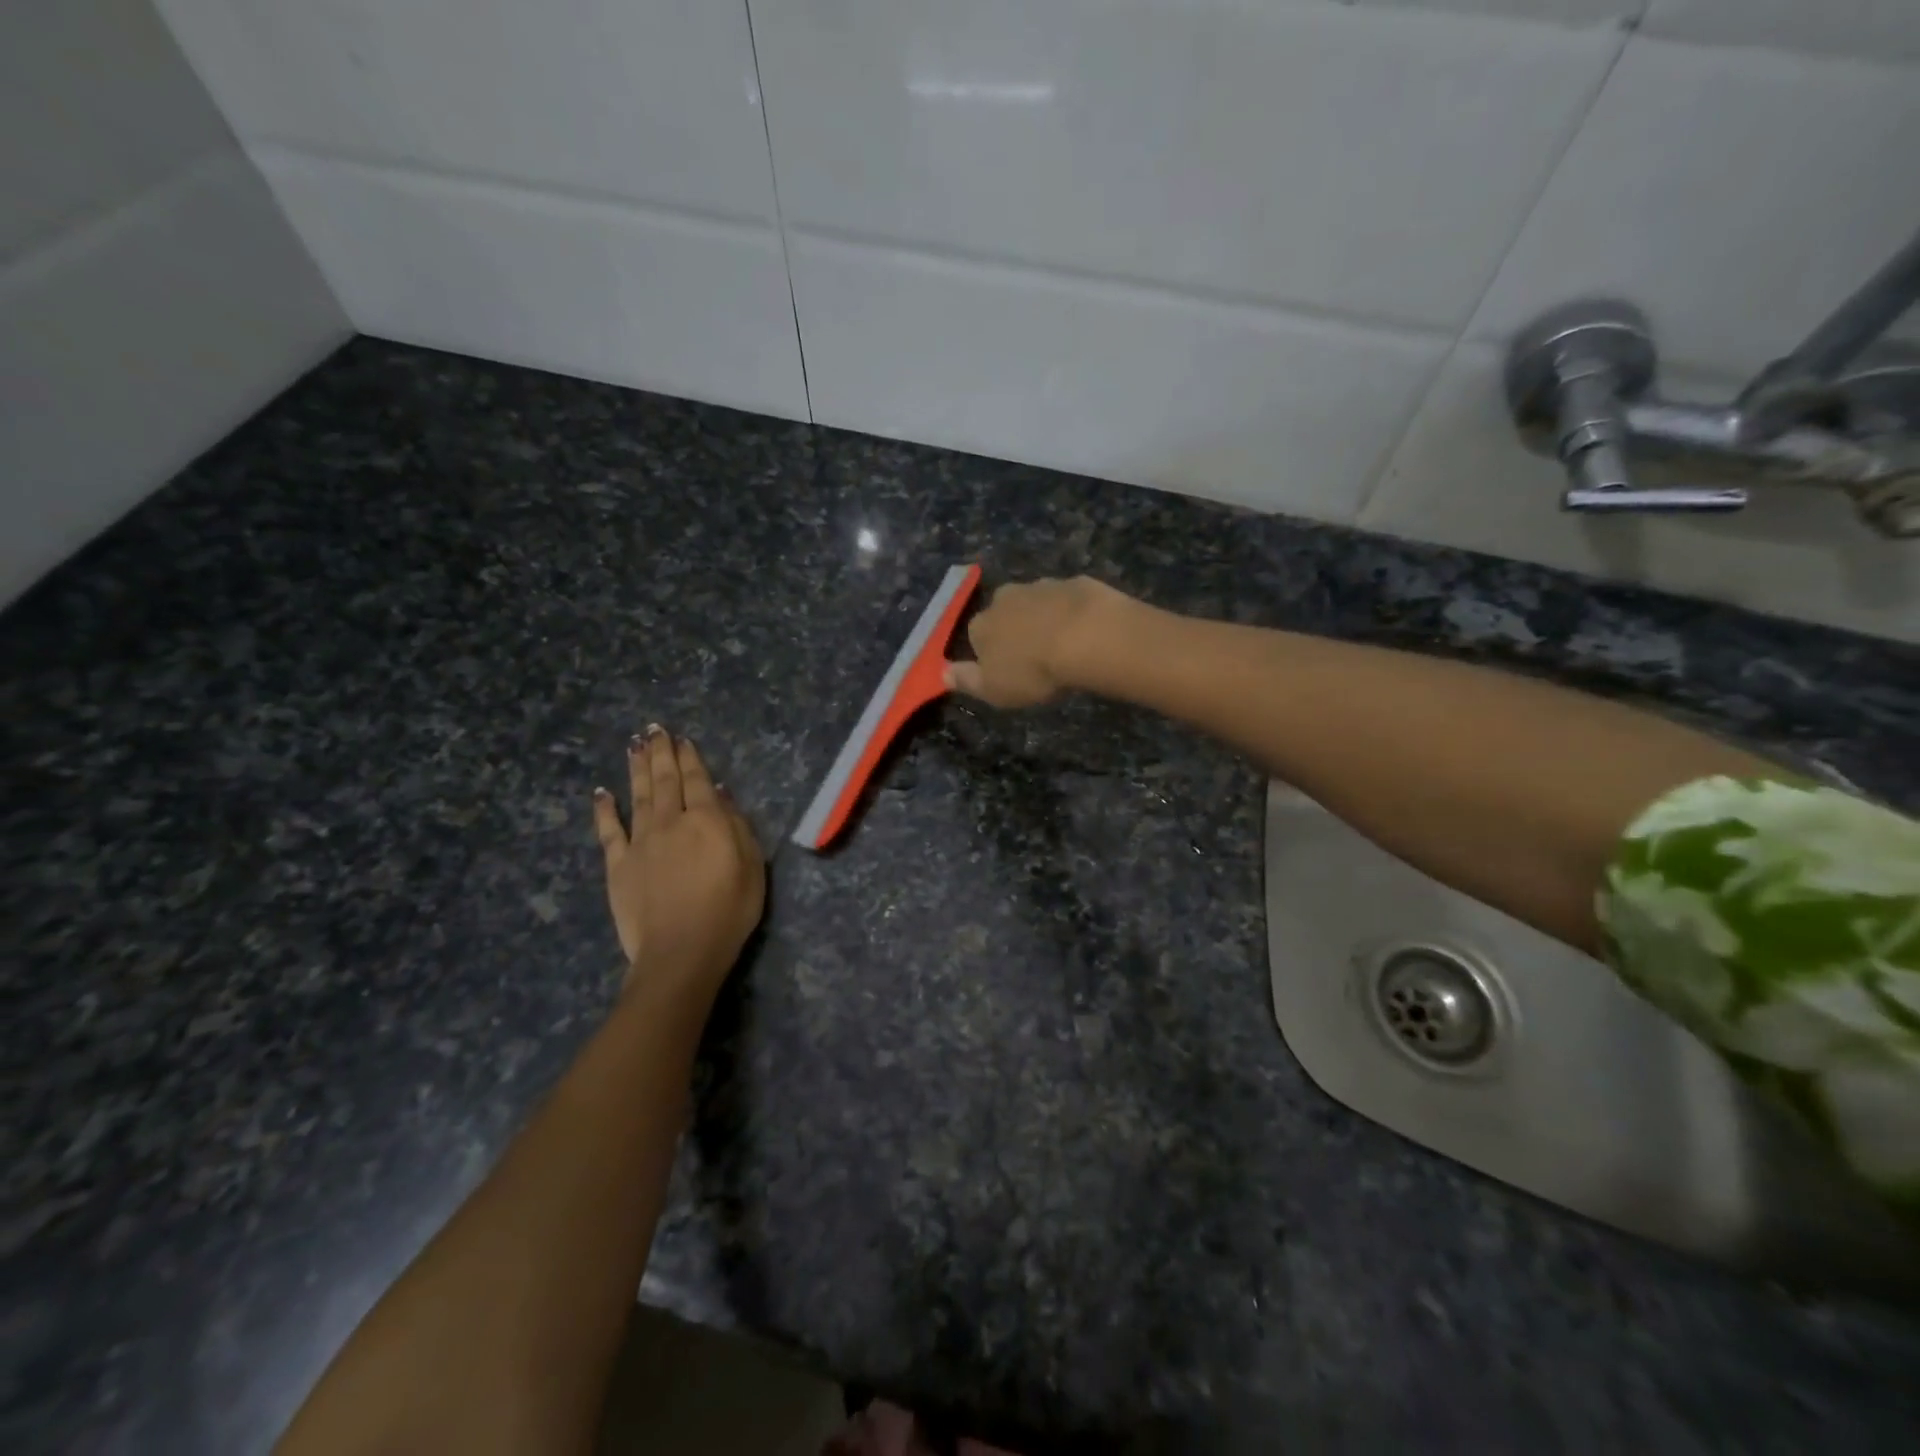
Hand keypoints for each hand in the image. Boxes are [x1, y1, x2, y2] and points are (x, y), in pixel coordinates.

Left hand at [592, 726, 764, 996]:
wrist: (681, 951)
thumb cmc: (729, 911)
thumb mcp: (752, 866)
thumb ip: (737, 826)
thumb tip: (720, 794)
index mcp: (707, 820)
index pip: (698, 780)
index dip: (690, 758)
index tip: (682, 739)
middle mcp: (671, 821)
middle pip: (665, 780)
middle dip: (661, 753)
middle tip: (654, 730)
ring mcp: (641, 842)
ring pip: (638, 796)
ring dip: (636, 768)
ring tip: (634, 745)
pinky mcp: (618, 865)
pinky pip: (609, 831)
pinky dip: (604, 809)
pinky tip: (602, 792)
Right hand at [944, 576, 1123, 708]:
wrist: (1087, 636)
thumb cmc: (1034, 670)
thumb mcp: (994, 689)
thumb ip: (967, 681)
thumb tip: (942, 673)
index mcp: (981, 625)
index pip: (975, 636)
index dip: (990, 653)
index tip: (1007, 670)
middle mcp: (1004, 598)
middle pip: (1004, 614)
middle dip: (1015, 629)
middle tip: (1035, 656)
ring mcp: (1041, 586)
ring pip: (1036, 603)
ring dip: (1044, 618)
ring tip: (1063, 644)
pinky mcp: (1074, 582)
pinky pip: (1067, 598)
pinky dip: (1072, 611)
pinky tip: (1086, 630)